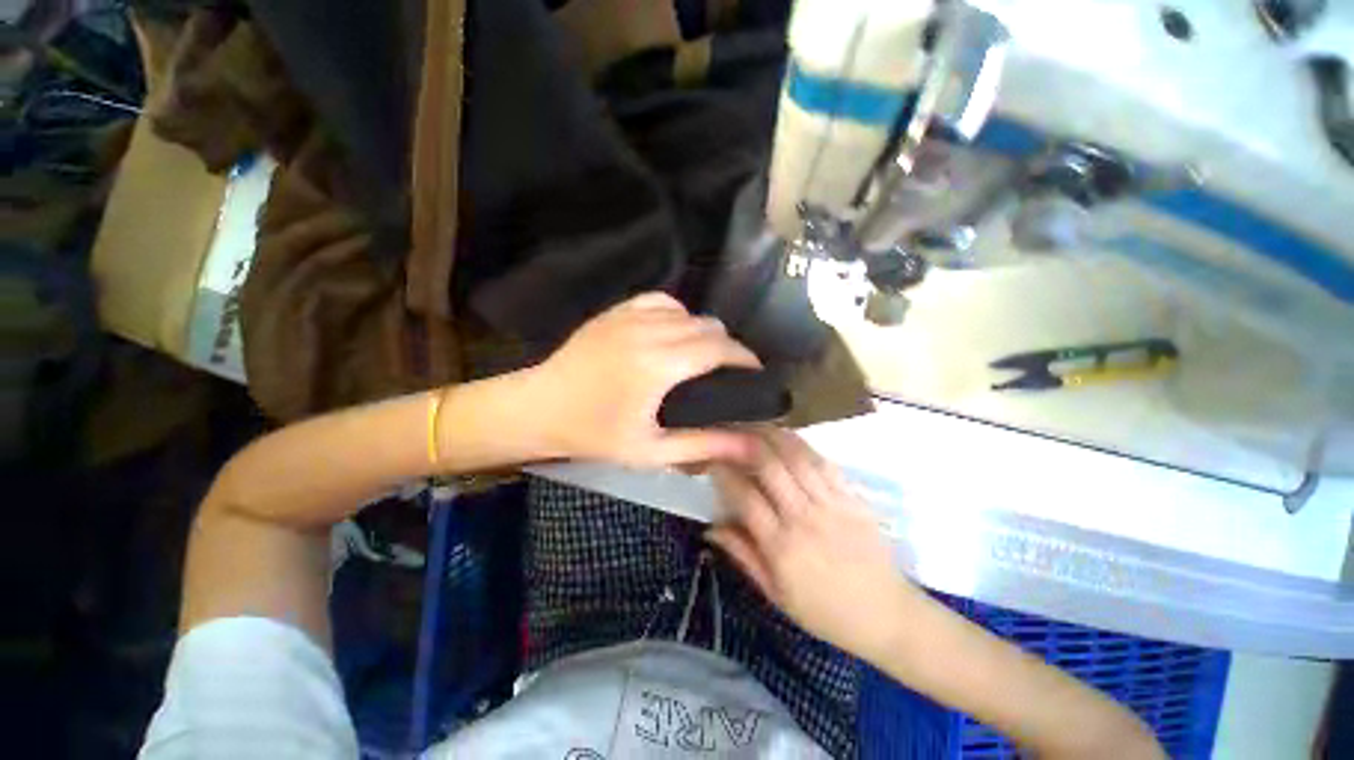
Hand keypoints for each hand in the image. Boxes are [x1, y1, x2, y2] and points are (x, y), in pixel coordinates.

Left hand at [527, 292, 762, 467]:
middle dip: (727, 346)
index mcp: (659, 366)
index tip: (754, 372)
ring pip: (687, 311)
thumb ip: (705, 444)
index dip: (744, 357)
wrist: (540, 407)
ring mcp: (629, 316)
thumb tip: (751, 444)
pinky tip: (673, 332)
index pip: (719, 348)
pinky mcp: (616, 311)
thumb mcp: (651, 450)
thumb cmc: (595, 434)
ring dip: (703, 331)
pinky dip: (677, 314)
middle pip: (708, 326)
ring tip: (701, 355)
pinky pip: (660, 300)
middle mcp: (648, 331)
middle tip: (727, 372)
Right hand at [708, 428, 919, 658]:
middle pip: (770, 466)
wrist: (887, 615)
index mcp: (782, 547)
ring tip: (754, 426)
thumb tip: (711, 529)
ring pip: (796, 457)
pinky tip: (788, 437)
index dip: (725, 474)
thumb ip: (743, 556)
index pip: (745, 497)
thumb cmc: (826, 612)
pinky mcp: (852, 497)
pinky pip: (823, 462)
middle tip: (730, 434)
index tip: (712, 463)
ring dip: (772, 436)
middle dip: (745, 443)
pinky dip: (802, 445)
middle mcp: (804, 518)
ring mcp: (831, 504)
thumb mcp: (776, 595)